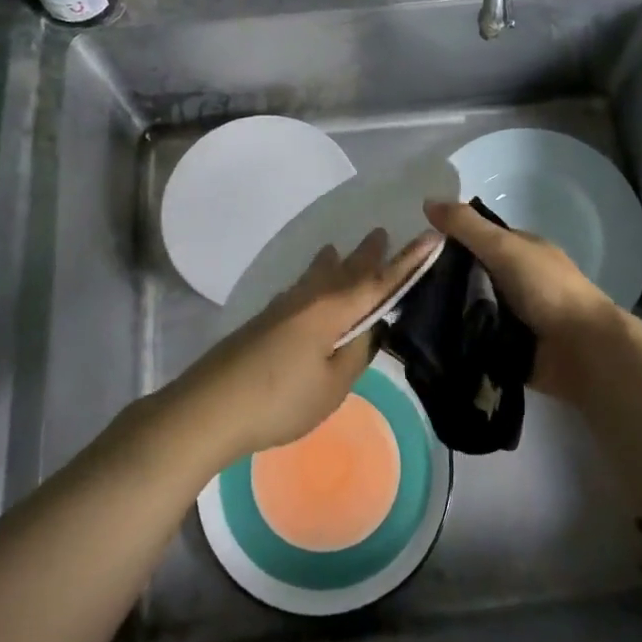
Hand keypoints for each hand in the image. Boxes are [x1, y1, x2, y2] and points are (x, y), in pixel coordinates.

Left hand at [171, 228, 442, 467]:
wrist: (210, 407)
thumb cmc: (280, 399)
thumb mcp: (332, 386)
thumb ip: (356, 354)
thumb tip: (370, 329)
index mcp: (332, 310)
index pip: (380, 281)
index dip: (408, 261)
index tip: (432, 236)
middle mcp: (309, 298)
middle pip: (345, 270)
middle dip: (367, 254)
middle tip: (381, 233)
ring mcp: (282, 307)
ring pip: (317, 276)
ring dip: (335, 263)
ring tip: (339, 250)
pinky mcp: (264, 321)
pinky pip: (299, 290)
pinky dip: (312, 280)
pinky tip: (305, 288)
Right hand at [423, 198, 619, 404]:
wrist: (582, 350)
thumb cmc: (547, 289)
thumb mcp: (504, 247)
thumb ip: (467, 226)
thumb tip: (427, 201)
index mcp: (521, 251)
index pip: (478, 239)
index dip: (450, 241)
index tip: (415, 251)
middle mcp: (517, 281)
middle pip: (470, 276)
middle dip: (443, 281)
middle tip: (405, 286)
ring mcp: (514, 317)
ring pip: (470, 308)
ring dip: (447, 312)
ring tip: (409, 315)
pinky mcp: (508, 349)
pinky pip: (475, 339)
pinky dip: (458, 339)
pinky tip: (428, 341)